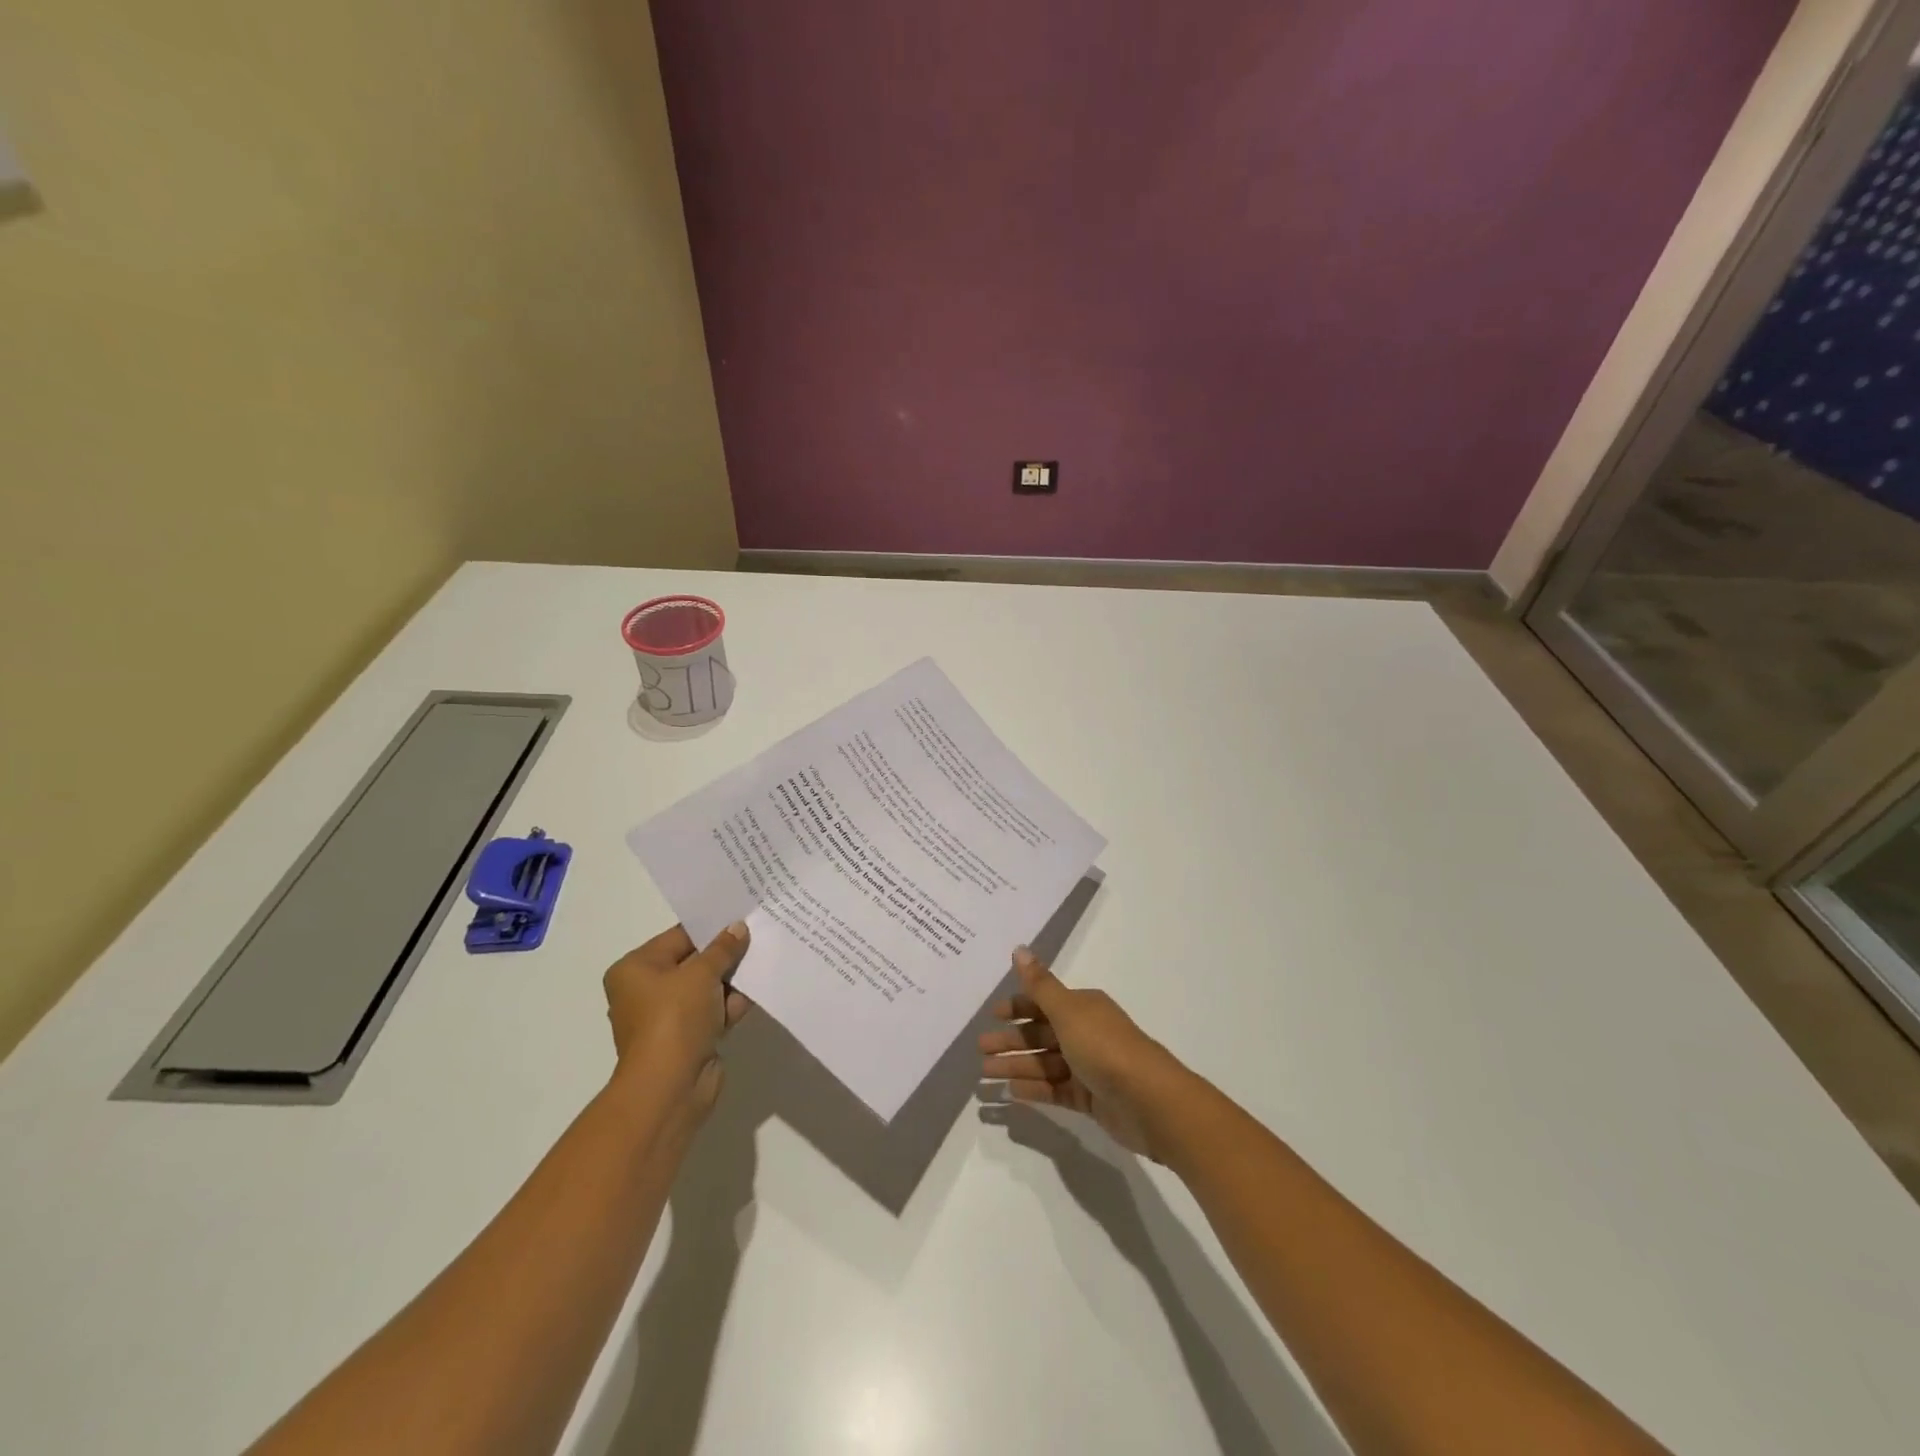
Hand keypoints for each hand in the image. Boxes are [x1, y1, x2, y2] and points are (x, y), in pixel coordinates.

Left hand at [603, 922, 751, 1115]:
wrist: (670, 1087)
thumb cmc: (675, 1019)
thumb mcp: (702, 974)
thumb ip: (722, 948)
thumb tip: (738, 928)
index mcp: (636, 969)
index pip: (679, 937)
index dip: (711, 927)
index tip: (741, 915)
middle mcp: (646, 991)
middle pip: (694, 962)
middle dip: (725, 953)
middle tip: (758, 934)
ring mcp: (668, 1017)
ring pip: (707, 987)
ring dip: (732, 979)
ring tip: (763, 959)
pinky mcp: (688, 1038)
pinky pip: (714, 1011)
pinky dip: (732, 1004)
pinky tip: (758, 991)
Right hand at [979, 948, 1189, 1159]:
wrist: (1150, 1101)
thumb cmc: (1105, 1047)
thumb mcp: (1068, 1011)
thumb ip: (1040, 985)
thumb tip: (1019, 948)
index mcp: (1083, 1007)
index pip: (1043, 1002)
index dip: (1017, 1007)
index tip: (992, 1015)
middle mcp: (1086, 1033)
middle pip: (1041, 1034)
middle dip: (1010, 1040)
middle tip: (980, 1050)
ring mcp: (1089, 1067)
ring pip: (1044, 1063)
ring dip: (1016, 1066)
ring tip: (984, 1075)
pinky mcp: (1091, 1098)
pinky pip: (1056, 1089)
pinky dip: (1035, 1089)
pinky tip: (1011, 1093)